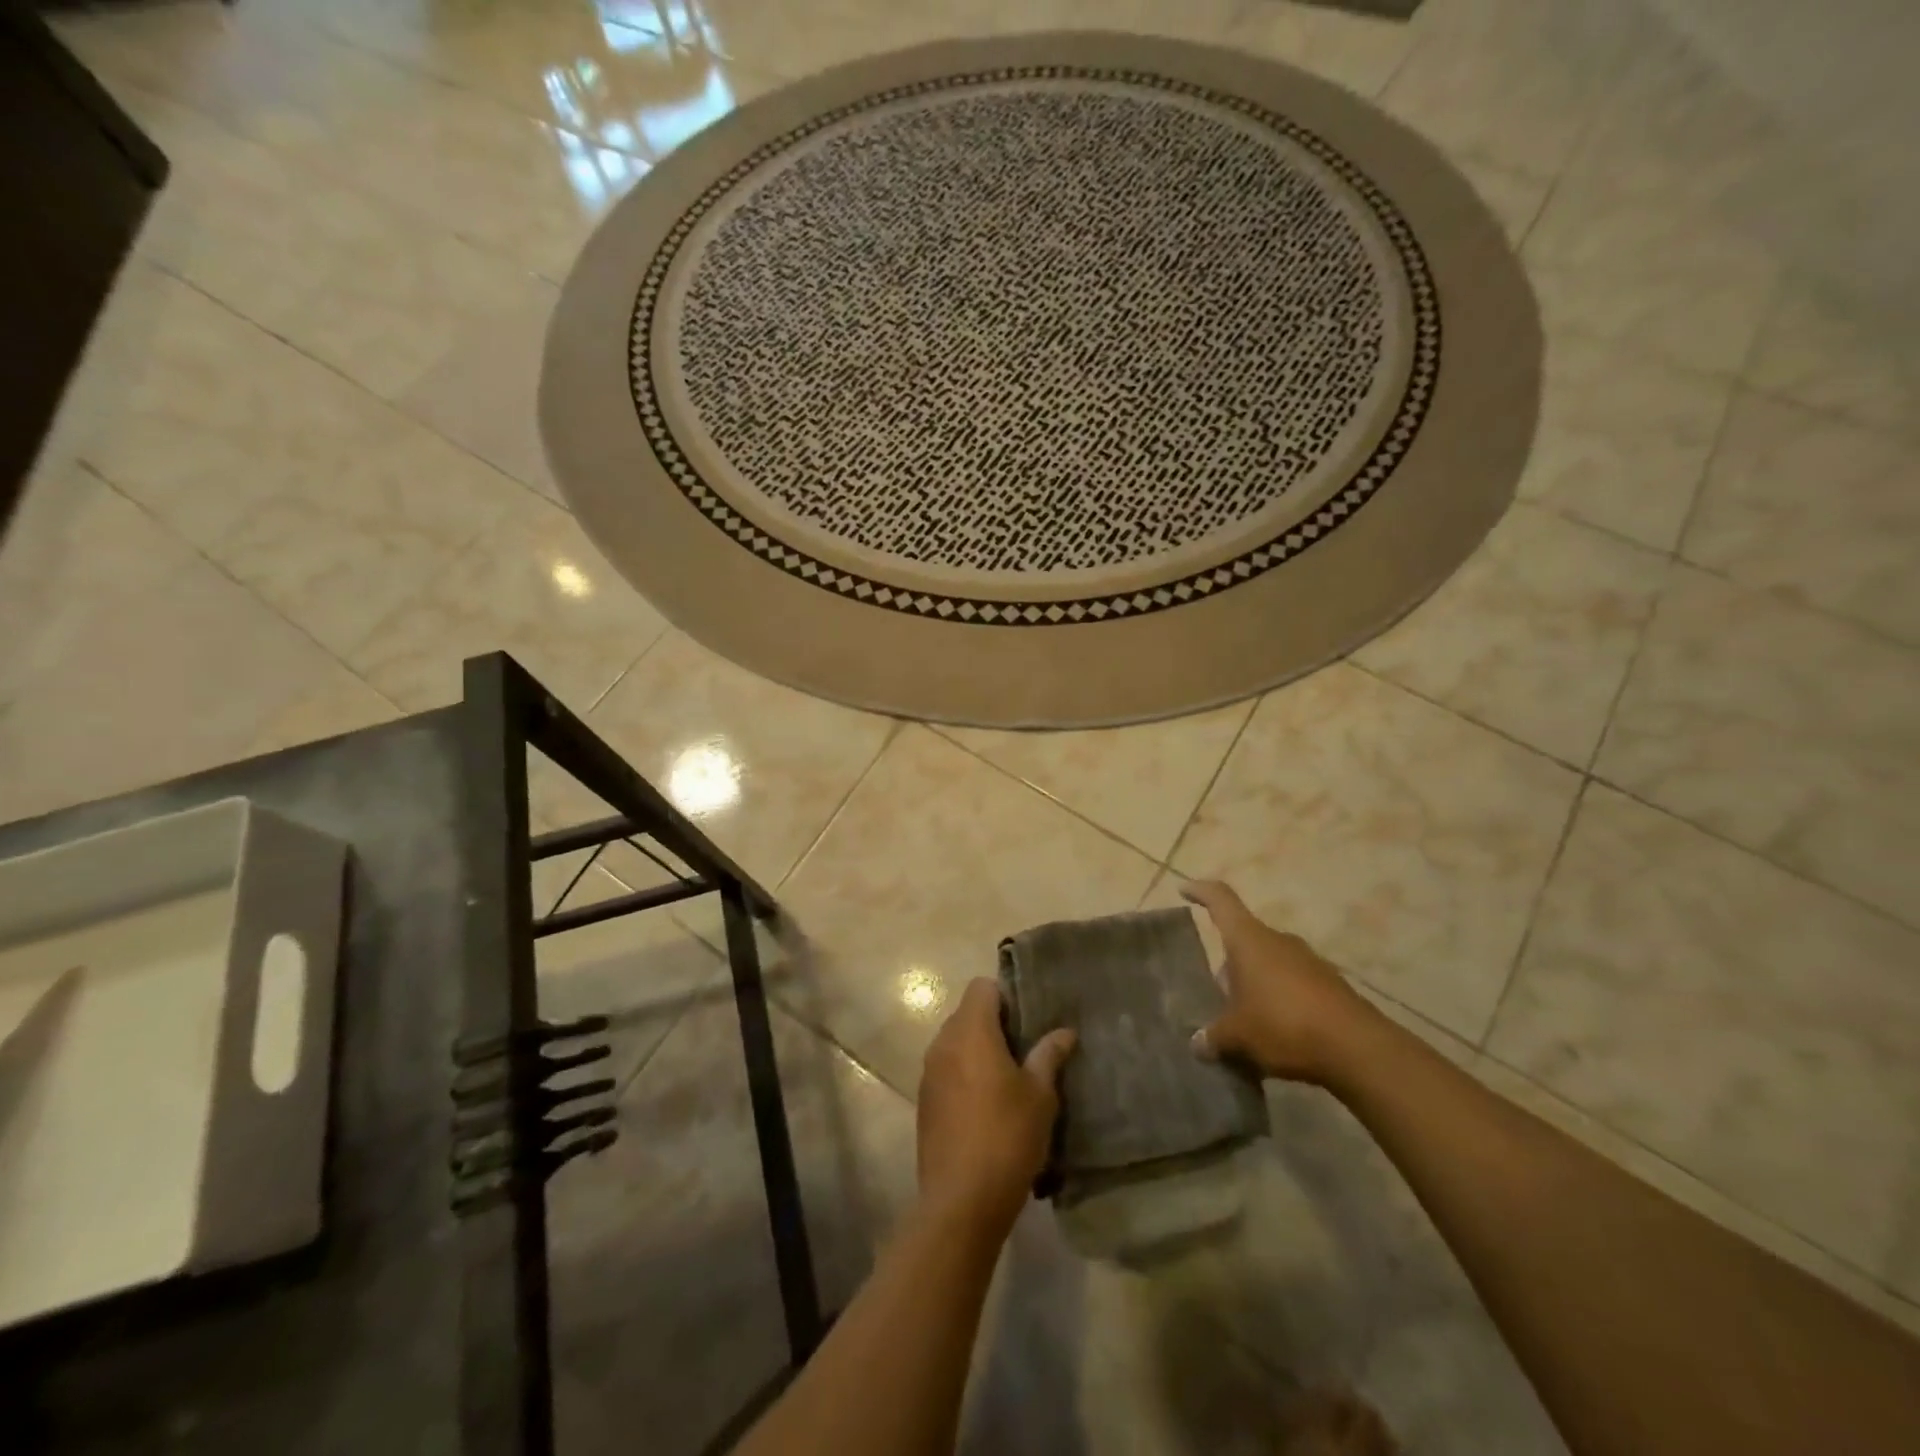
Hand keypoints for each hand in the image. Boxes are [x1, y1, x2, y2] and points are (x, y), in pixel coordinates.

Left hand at [917, 979, 1075, 1235]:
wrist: (961, 1201)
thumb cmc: (1007, 1137)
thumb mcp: (1040, 1095)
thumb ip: (1049, 1055)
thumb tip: (1065, 1031)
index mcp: (971, 1031)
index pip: (982, 987)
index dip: (1006, 996)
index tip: (1028, 1020)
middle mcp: (943, 1042)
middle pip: (967, 1012)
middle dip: (994, 1023)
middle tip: (1026, 1049)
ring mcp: (929, 1072)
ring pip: (955, 1041)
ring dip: (979, 1049)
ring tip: (1009, 1078)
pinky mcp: (924, 1100)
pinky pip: (946, 1069)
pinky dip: (964, 1073)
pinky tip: (987, 1105)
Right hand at [1182, 880, 1380, 1086]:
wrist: (1358, 1049)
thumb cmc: (1284, 1025)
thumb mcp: (1238, 1036)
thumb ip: (1214, 1037)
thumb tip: (1198, 1043)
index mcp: (1249, 940)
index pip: (1221, 900)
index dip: (1201, 891)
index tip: (1184, 889)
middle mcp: (1278, 941)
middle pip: (1244, 939)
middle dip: (1229, 961)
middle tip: (1215, 990)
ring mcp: (1308, 961)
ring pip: (1270, 962)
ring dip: (1255, 982)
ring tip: (1243, 1017)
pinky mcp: (1330, 985)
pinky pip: (1293, 983)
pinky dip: (1280, 999)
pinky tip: (1275, 1031)